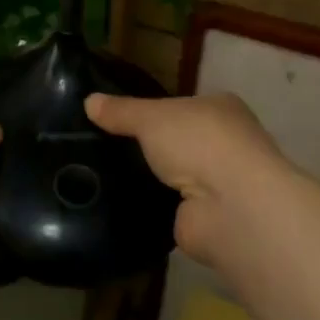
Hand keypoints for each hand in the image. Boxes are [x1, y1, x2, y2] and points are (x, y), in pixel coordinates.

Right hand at [85, 92, 291, 266]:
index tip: (119, 118)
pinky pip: (171, 208)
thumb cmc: (199, 143)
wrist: (231, 208)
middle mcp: (227, 144)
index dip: (154, 110)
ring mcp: (220, 184)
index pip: (182, 106)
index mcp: (222, 108)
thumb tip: (88, 100)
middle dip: (151, 147)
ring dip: (152, 180)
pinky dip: (152, 207)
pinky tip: (122, 205)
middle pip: (179, 142)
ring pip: (176, 176)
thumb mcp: (151, 117)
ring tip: (105, 176)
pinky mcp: (207, 219)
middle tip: (104, 148)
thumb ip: (121, 111)